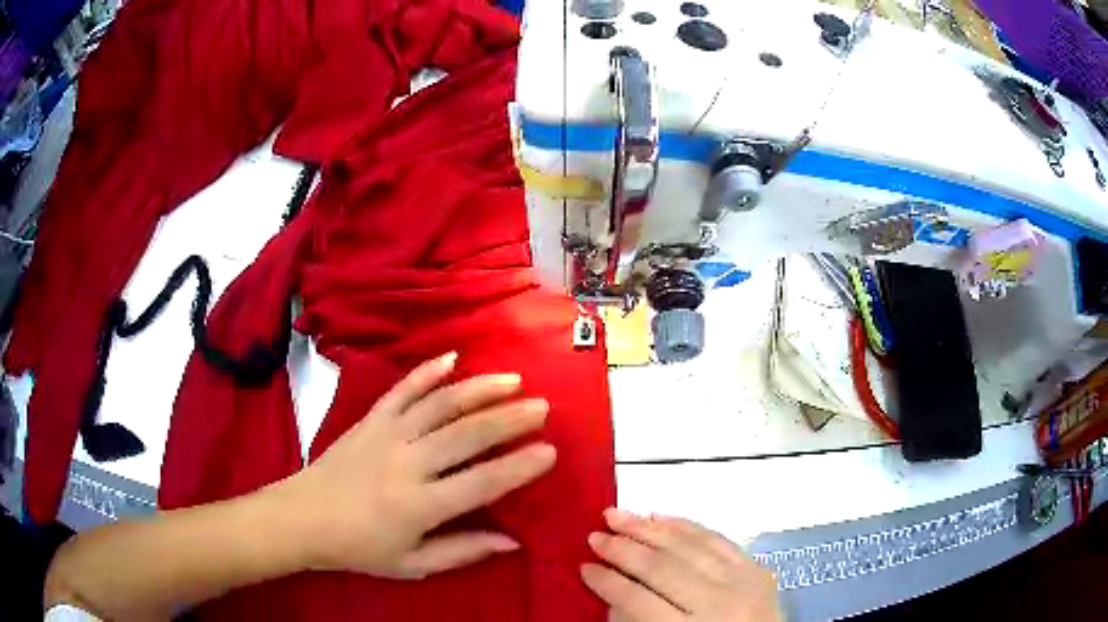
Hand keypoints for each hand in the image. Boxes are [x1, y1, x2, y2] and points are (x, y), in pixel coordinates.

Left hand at [274, 352, 555, 578]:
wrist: (303, 517)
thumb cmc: (360, 548)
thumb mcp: (413, 564)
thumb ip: (462, 551)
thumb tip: (512, 541)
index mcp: (419, 505)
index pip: (480, 483)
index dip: (519, 467)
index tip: (550, 451)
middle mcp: (407, 463)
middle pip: (466, 435)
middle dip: (509, 419)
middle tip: (543, 407)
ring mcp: (386, 434)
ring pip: (440, 404)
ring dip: (479, 389)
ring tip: (513, 379)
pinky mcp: (370, 419)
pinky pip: (402, 389)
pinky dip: (427, 371)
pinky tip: (453, 357)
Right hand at [581, 510, 780, 621]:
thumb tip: (614, 591)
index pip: (639, 601)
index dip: (608, 583)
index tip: (584, 567)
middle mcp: (719, 604)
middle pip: (662, 569)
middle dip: (623, 549)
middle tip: (594, 534)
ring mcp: (743, 582)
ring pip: (689, 547)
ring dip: (649, 528)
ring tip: (617, 515)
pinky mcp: (758, 569)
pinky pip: (718, 540)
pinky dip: (688, 527)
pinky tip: (664, 516)